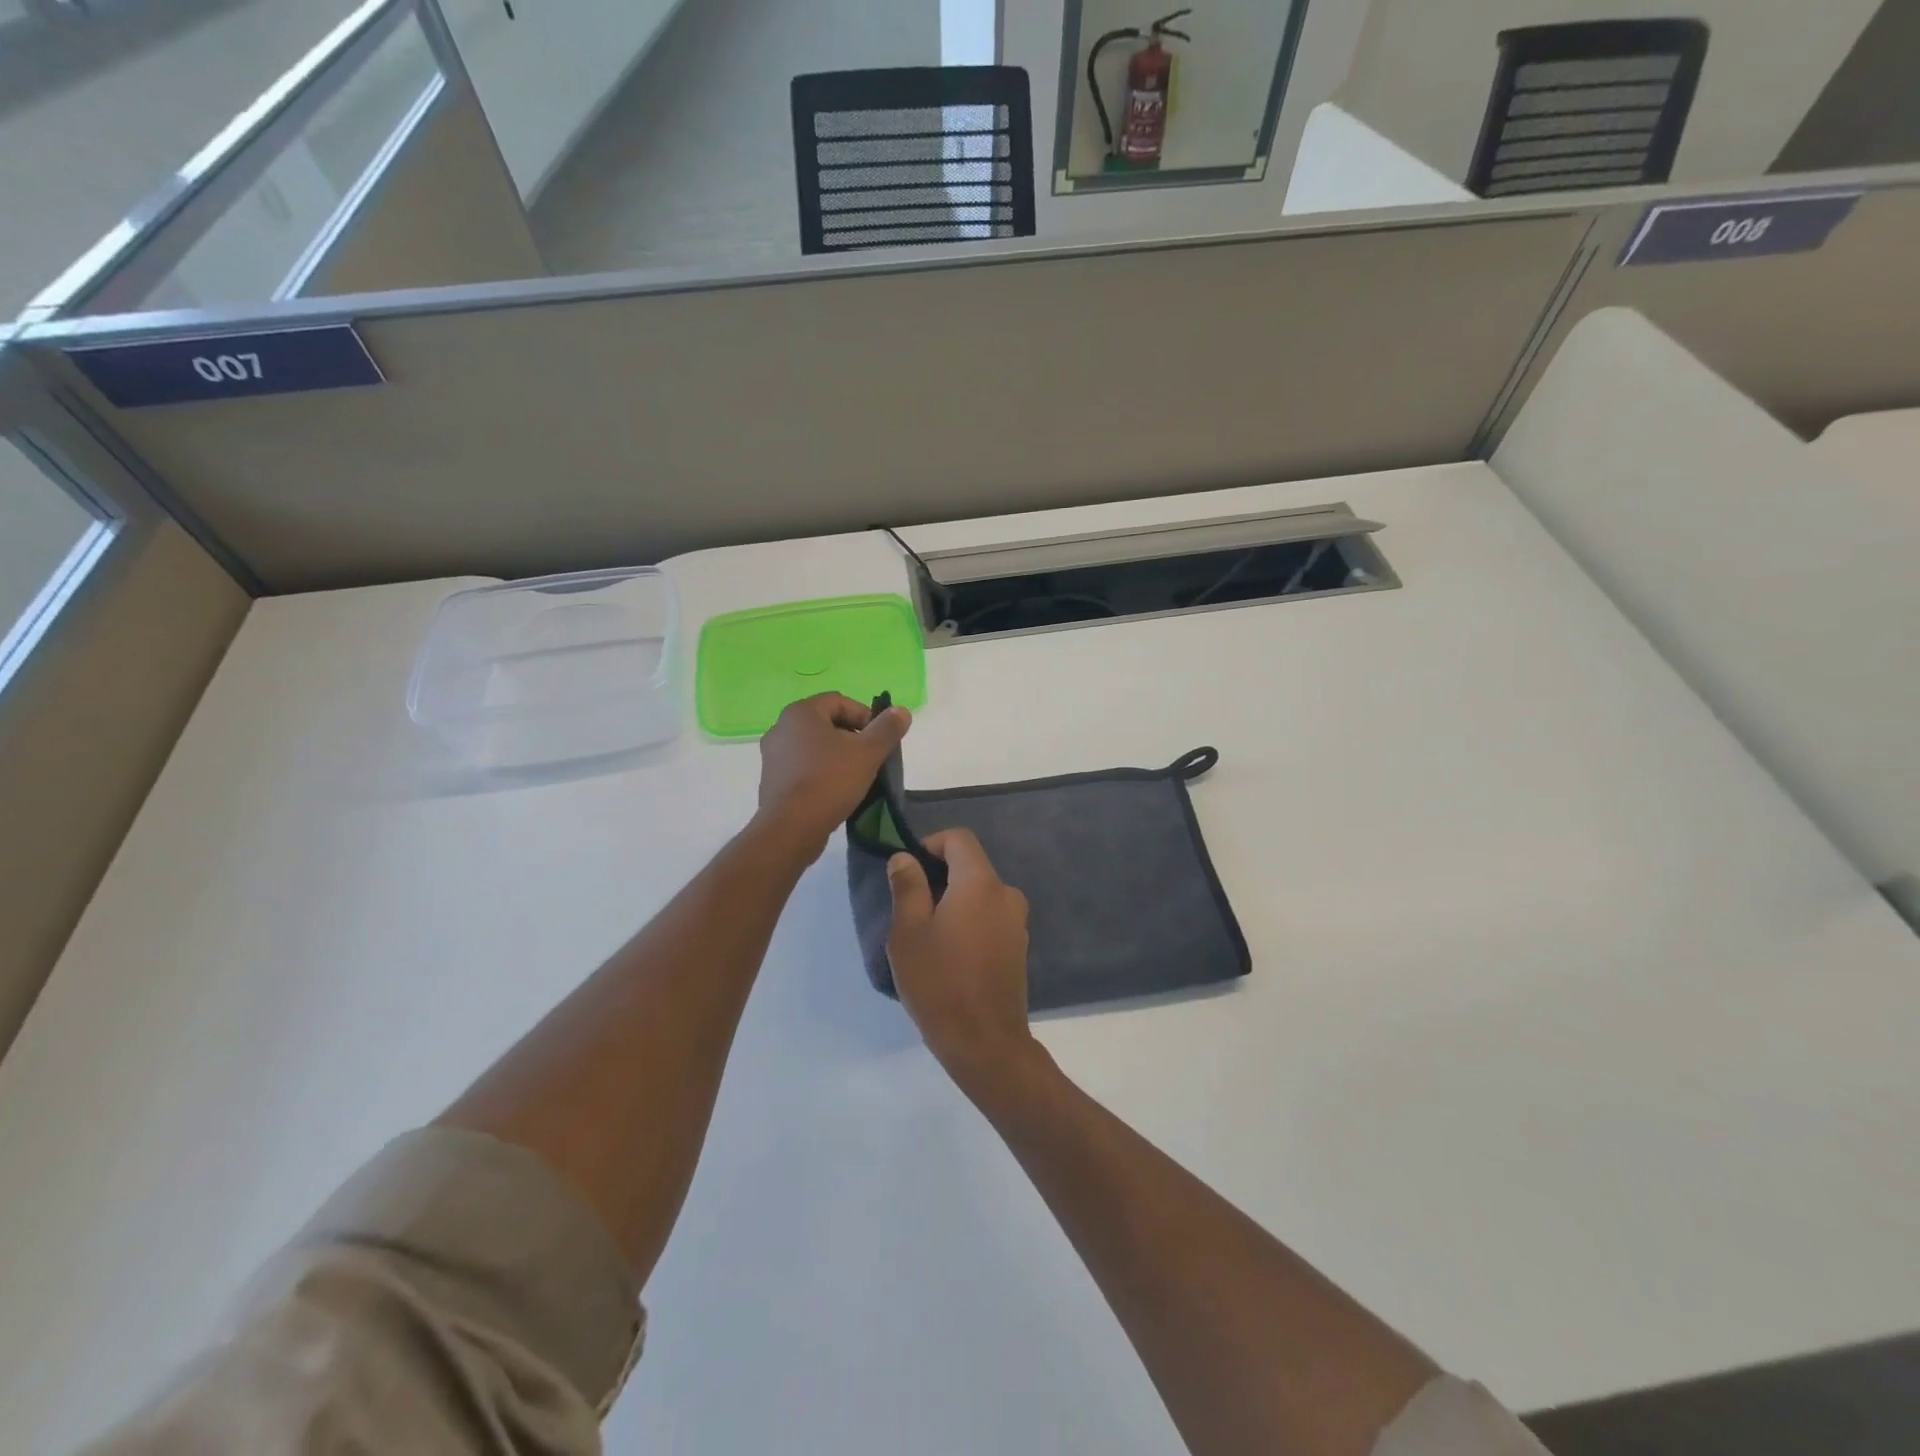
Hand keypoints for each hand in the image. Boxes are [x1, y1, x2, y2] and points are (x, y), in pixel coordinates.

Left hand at [756, 693, 909, 858]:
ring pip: (814, 746)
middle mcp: (781, 727)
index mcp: (801, 712)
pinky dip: (820, 772)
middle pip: (826, 723)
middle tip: (871, 757)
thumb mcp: (868, 753)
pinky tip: (835, 791)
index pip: (839, 701)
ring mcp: (773, 755)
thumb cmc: (830, 781)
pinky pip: (802, 766)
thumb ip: (887, 729)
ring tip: (855, 776)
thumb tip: (902, 711)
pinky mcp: (771, 780)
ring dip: (837, 755)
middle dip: (852, 737)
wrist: (790, 828)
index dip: (865, 716)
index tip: (880, 739)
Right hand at [886, 829, 1036, 1085]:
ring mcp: (1016, 921)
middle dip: (939, 877)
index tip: (908, 872)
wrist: (985, 1043)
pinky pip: (990, 916)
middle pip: (970, 865)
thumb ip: (907, 887)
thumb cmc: (939, 983)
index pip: (959, 839)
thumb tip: (904, 857)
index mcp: (980, 883)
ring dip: (953, 902)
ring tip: (928, 937)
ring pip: (979, 893)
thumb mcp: (908, 932)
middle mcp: (1006, 894)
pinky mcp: (1018, 945)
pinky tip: (951, 955)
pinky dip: (969, 921)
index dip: (931, 844)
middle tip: (910, 909)